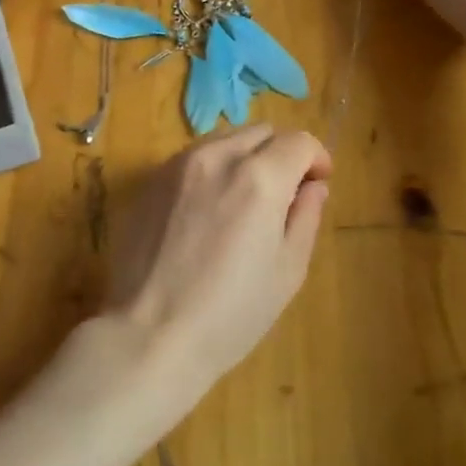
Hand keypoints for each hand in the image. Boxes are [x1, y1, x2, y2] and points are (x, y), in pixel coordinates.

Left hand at [99, 125, 331, 423]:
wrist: (150, 333)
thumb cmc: (230, 313)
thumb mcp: (287, 271)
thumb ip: (305, 217)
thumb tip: (313, 186)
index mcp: (259, 178)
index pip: (298, 141)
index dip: (316, 158)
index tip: (316, 184)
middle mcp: (217, 157)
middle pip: (260, 132)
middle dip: (281, 153)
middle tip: (283, 194)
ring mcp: (177, 166)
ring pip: (223, 140)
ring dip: (244, 157)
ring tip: (242, 201)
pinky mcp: (149, 182)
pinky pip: (191, 159)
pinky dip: (210, 170)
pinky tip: (205, 211)